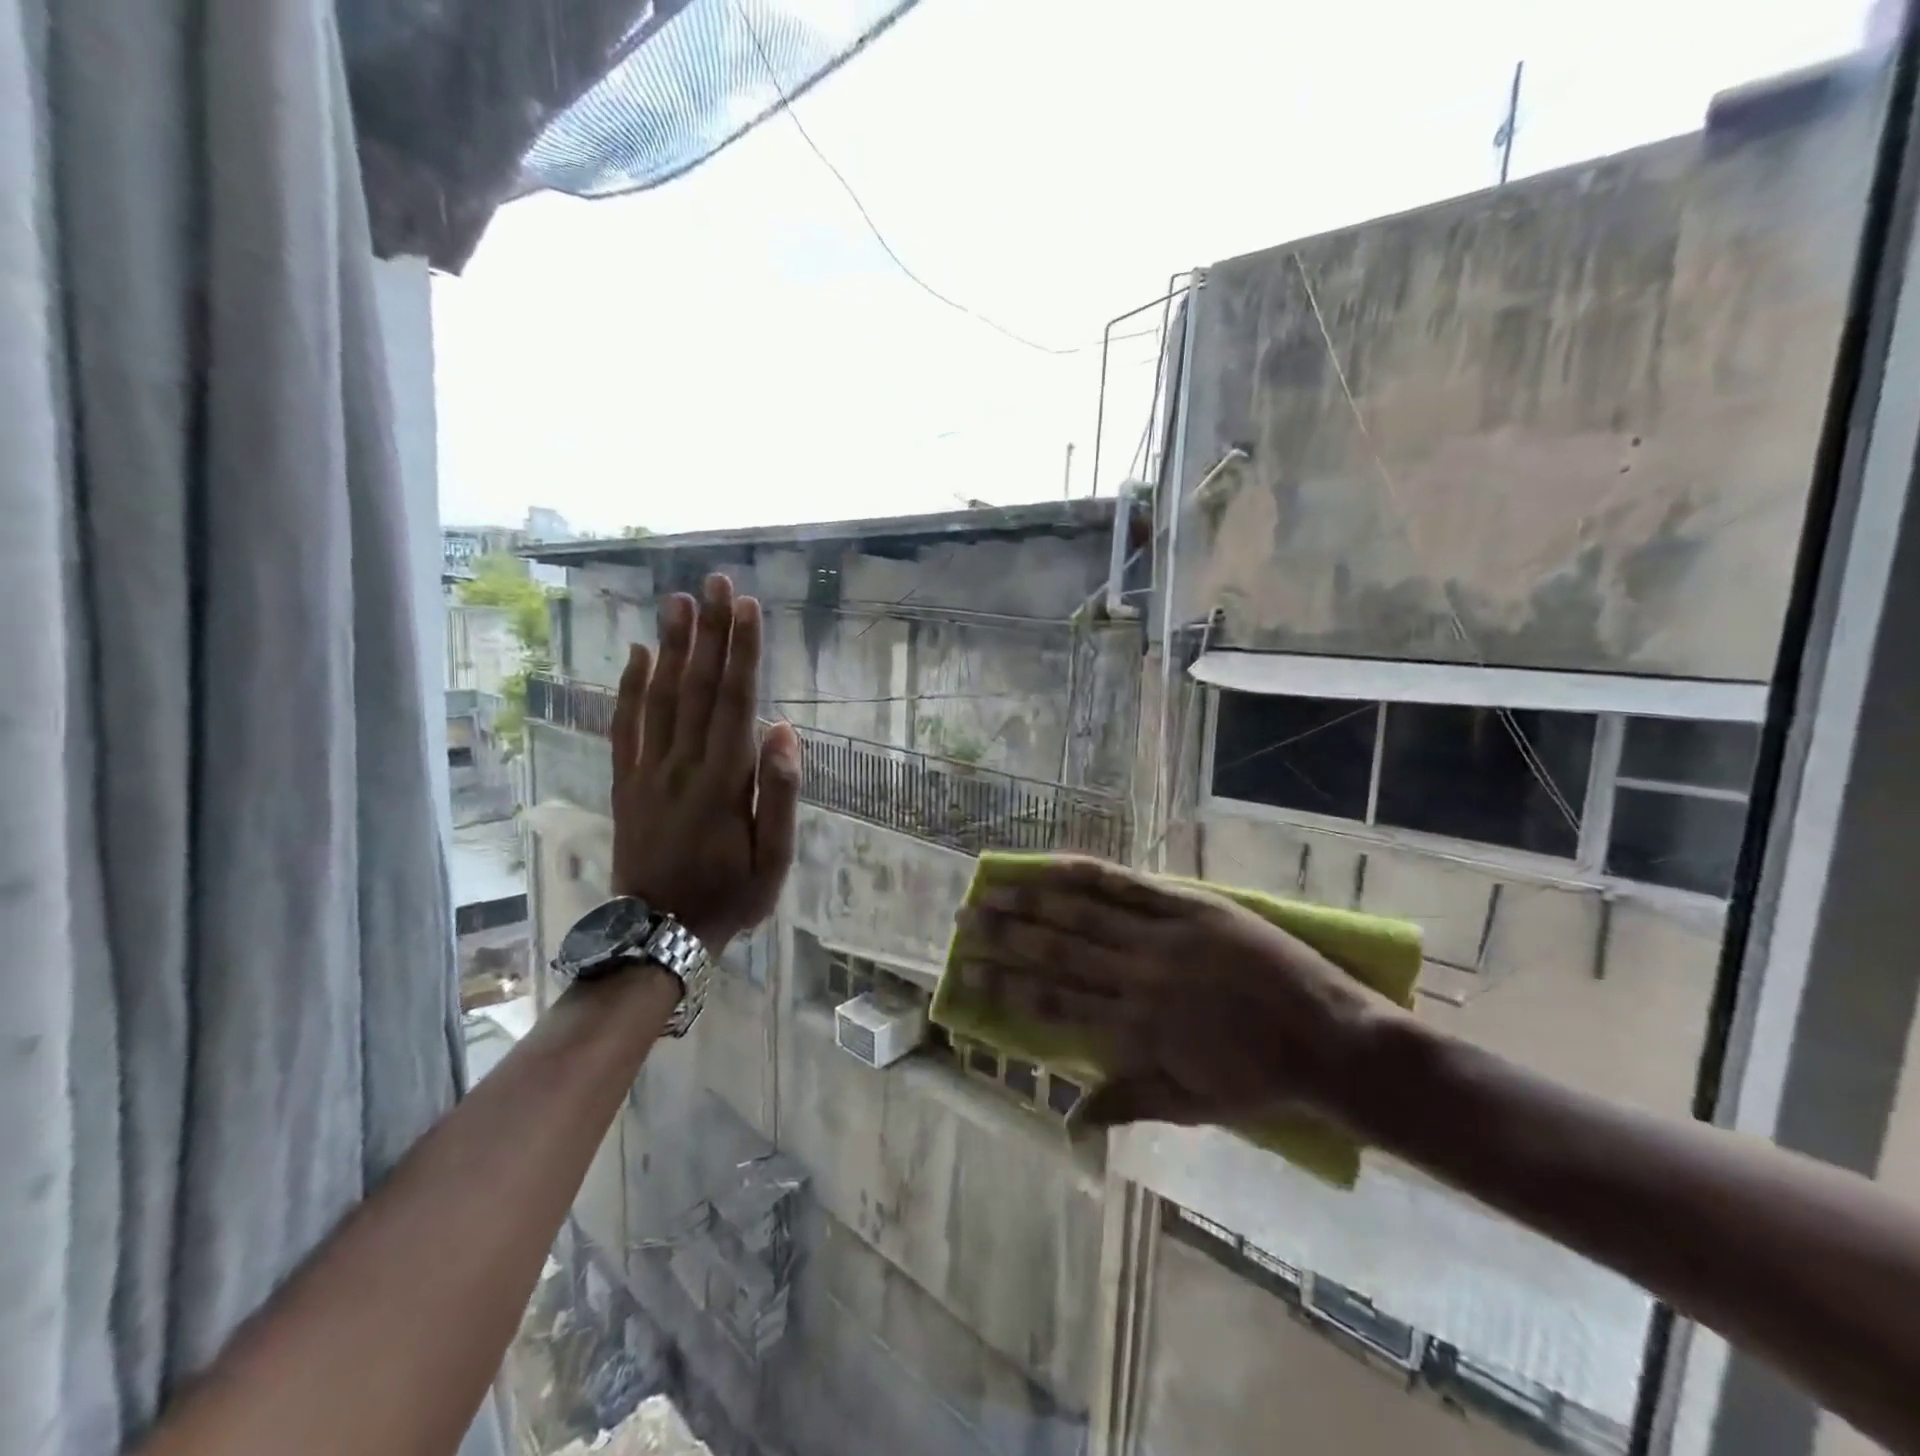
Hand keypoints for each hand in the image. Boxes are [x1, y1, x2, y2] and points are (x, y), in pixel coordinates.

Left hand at [609, 573, 800, 949]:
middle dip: (709, 631)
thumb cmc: (729, 897)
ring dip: (670, 646)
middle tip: (715, 582)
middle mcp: (683, 764)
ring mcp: (649, 771)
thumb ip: (780, 794)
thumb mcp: (774, 860)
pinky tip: (636, 653)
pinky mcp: (627, 782)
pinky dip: (629, 687)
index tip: (747, 607)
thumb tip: (784, 731)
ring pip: (659, 697)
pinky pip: (625, 726)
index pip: (736, 702)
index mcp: (724, 781)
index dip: (742, 652)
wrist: (658, 932)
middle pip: (697, 686)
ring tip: (677, 601)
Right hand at [956, 858, 1398, 1130]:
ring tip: (992, 889)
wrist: (1335, 1043)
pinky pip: (1132, 887)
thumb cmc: (1262, 1081)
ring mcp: (1164, 938)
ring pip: (1083, 916)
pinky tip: (1056, 864)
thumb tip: (1067, 1122)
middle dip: (1004, 938)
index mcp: (1135, 1031)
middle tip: (963, 922)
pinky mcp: (1192, 908)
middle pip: (1056, 954)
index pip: (1052, 1006)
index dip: (1004, 989)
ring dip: (1032, 901)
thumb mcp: (1193, 1106)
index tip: (966, 976)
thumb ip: (1127, 1102)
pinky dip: (1088, 874)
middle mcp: (1138, 979)